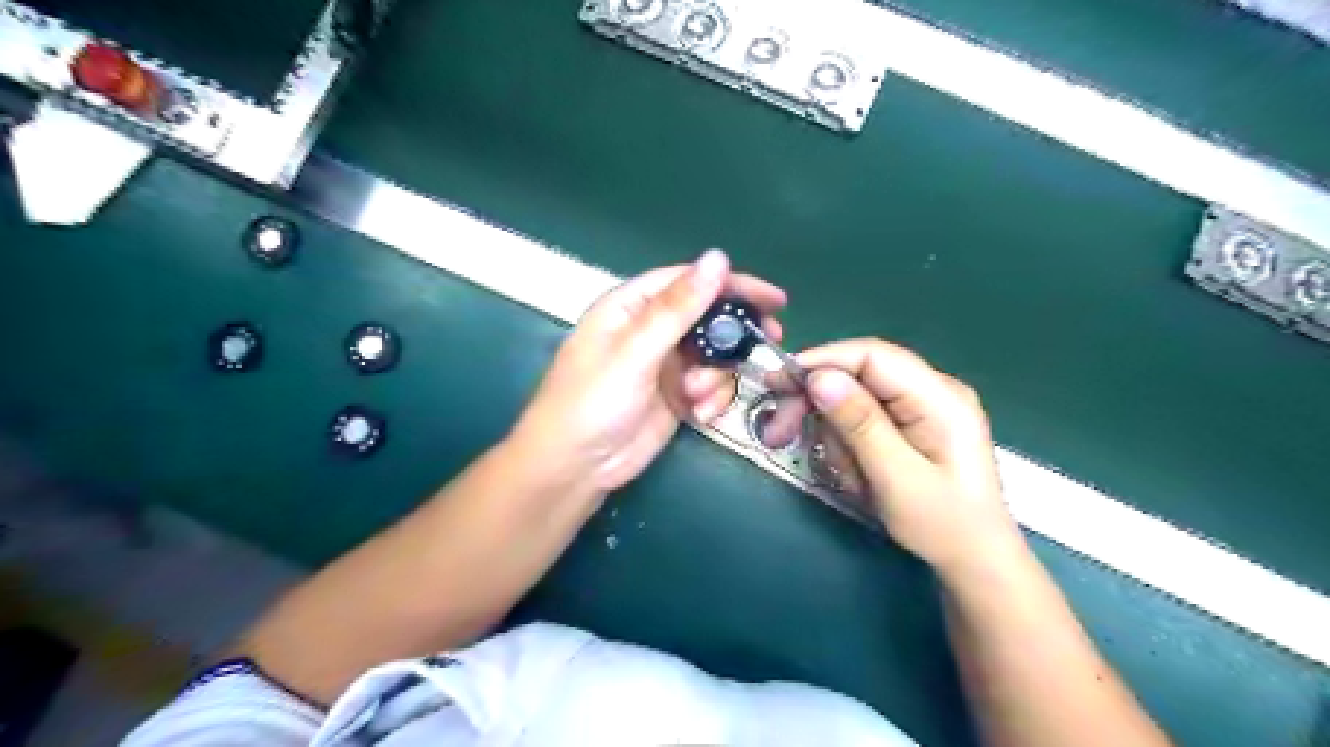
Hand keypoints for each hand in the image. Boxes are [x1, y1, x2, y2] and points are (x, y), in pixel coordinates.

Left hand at [510, 252, 780, 496]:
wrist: (575, 468)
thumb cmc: (593, 402)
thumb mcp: (635, 352)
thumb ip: (678, 308)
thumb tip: (718, 258)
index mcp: (632, 306)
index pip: (690, 281)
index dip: (733, 284)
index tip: (774, 299)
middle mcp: (650, 330)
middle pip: (707, 318)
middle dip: (735, 334)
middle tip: (769, 341)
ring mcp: (664, 364)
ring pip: (714, 356)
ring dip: (717, 376)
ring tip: (698, 396)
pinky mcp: (675, 395)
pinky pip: (709, 386)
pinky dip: (712, 398)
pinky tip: (700, 415)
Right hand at [792, 339, 1021, 577]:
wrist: (976, 562)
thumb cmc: (944, 525)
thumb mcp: (897, 478)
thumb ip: (860, 424)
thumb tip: (819, 377)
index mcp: (940, 396)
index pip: (872, 355)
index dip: (822, 362)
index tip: (780, 384)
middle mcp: (931, 391)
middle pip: (857, 374)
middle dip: (818, 404)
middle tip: (778, 433)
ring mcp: (920, 407)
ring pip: (853, 399)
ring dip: (834, 435)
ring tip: (847, 477)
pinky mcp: (909, 425)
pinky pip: (862, 419)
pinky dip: (846, 445)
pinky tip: (856, 475)